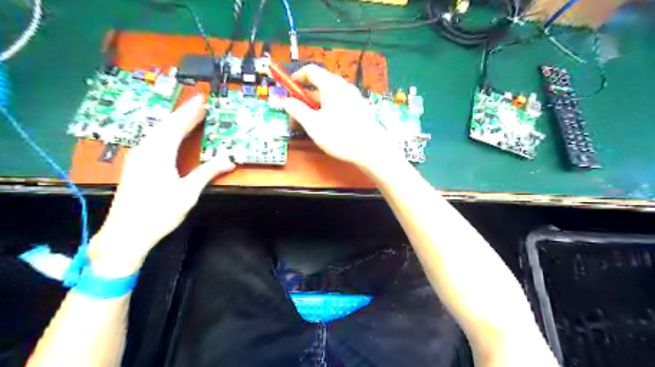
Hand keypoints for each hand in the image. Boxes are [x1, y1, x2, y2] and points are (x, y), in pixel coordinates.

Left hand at [89, 93, 234, 276]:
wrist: (126, 233)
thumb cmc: (159, 213)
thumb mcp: (187, 193)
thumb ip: (207, 173)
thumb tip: (229, 160)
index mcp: (158, 153)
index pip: (177, 126)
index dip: (190, 111)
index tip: (202, 99)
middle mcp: (145, 150)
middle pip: (166, 125)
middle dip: (184, 113)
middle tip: (200, 104)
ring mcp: (138, 157)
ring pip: (158, 132)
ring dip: (175, 123)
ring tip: (191, 116)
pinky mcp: (136, 165)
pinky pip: (154, 140)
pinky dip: (167, 133)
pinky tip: (172, 135)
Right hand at [282, 64, 398, 170]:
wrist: (371, 148)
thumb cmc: (339, 135)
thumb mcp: (313, 124)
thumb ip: (297, 110)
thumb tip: (285, 101)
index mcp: (331, 84)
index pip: (310, 71)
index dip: (296, 77)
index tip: (287, 88)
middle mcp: (344, 86)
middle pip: (320, 84)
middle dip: (305, 97)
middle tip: (296, 112)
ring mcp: (354, 97)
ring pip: (330, 96)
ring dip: (317, 105)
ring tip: (310, 123)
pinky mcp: (361, 108)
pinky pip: (340, 103)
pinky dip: (329, 109)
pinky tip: (328, 126)